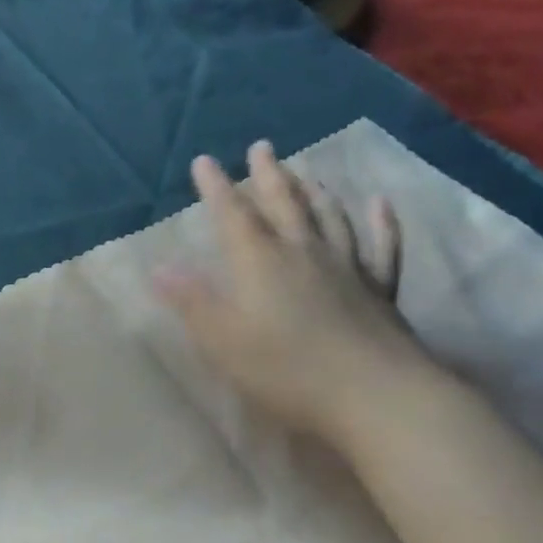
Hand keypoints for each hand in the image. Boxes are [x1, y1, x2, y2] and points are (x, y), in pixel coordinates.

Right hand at [156, 140, 430, 447]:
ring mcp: (347, 267)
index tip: (204, 161)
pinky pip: (382, 246)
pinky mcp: (380, 289)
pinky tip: (380, 204)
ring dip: (314, 191)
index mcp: (260, 261)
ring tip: (306, 171)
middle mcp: (303, 252)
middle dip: (268, 175)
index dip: (216, 187)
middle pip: (284, 203)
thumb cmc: (285, 369)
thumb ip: (191, 302)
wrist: (373, 394)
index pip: (232, 214)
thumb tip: (160, 268)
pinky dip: (382, 222)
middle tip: (261, 148)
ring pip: (329, 217)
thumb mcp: (222, 340)